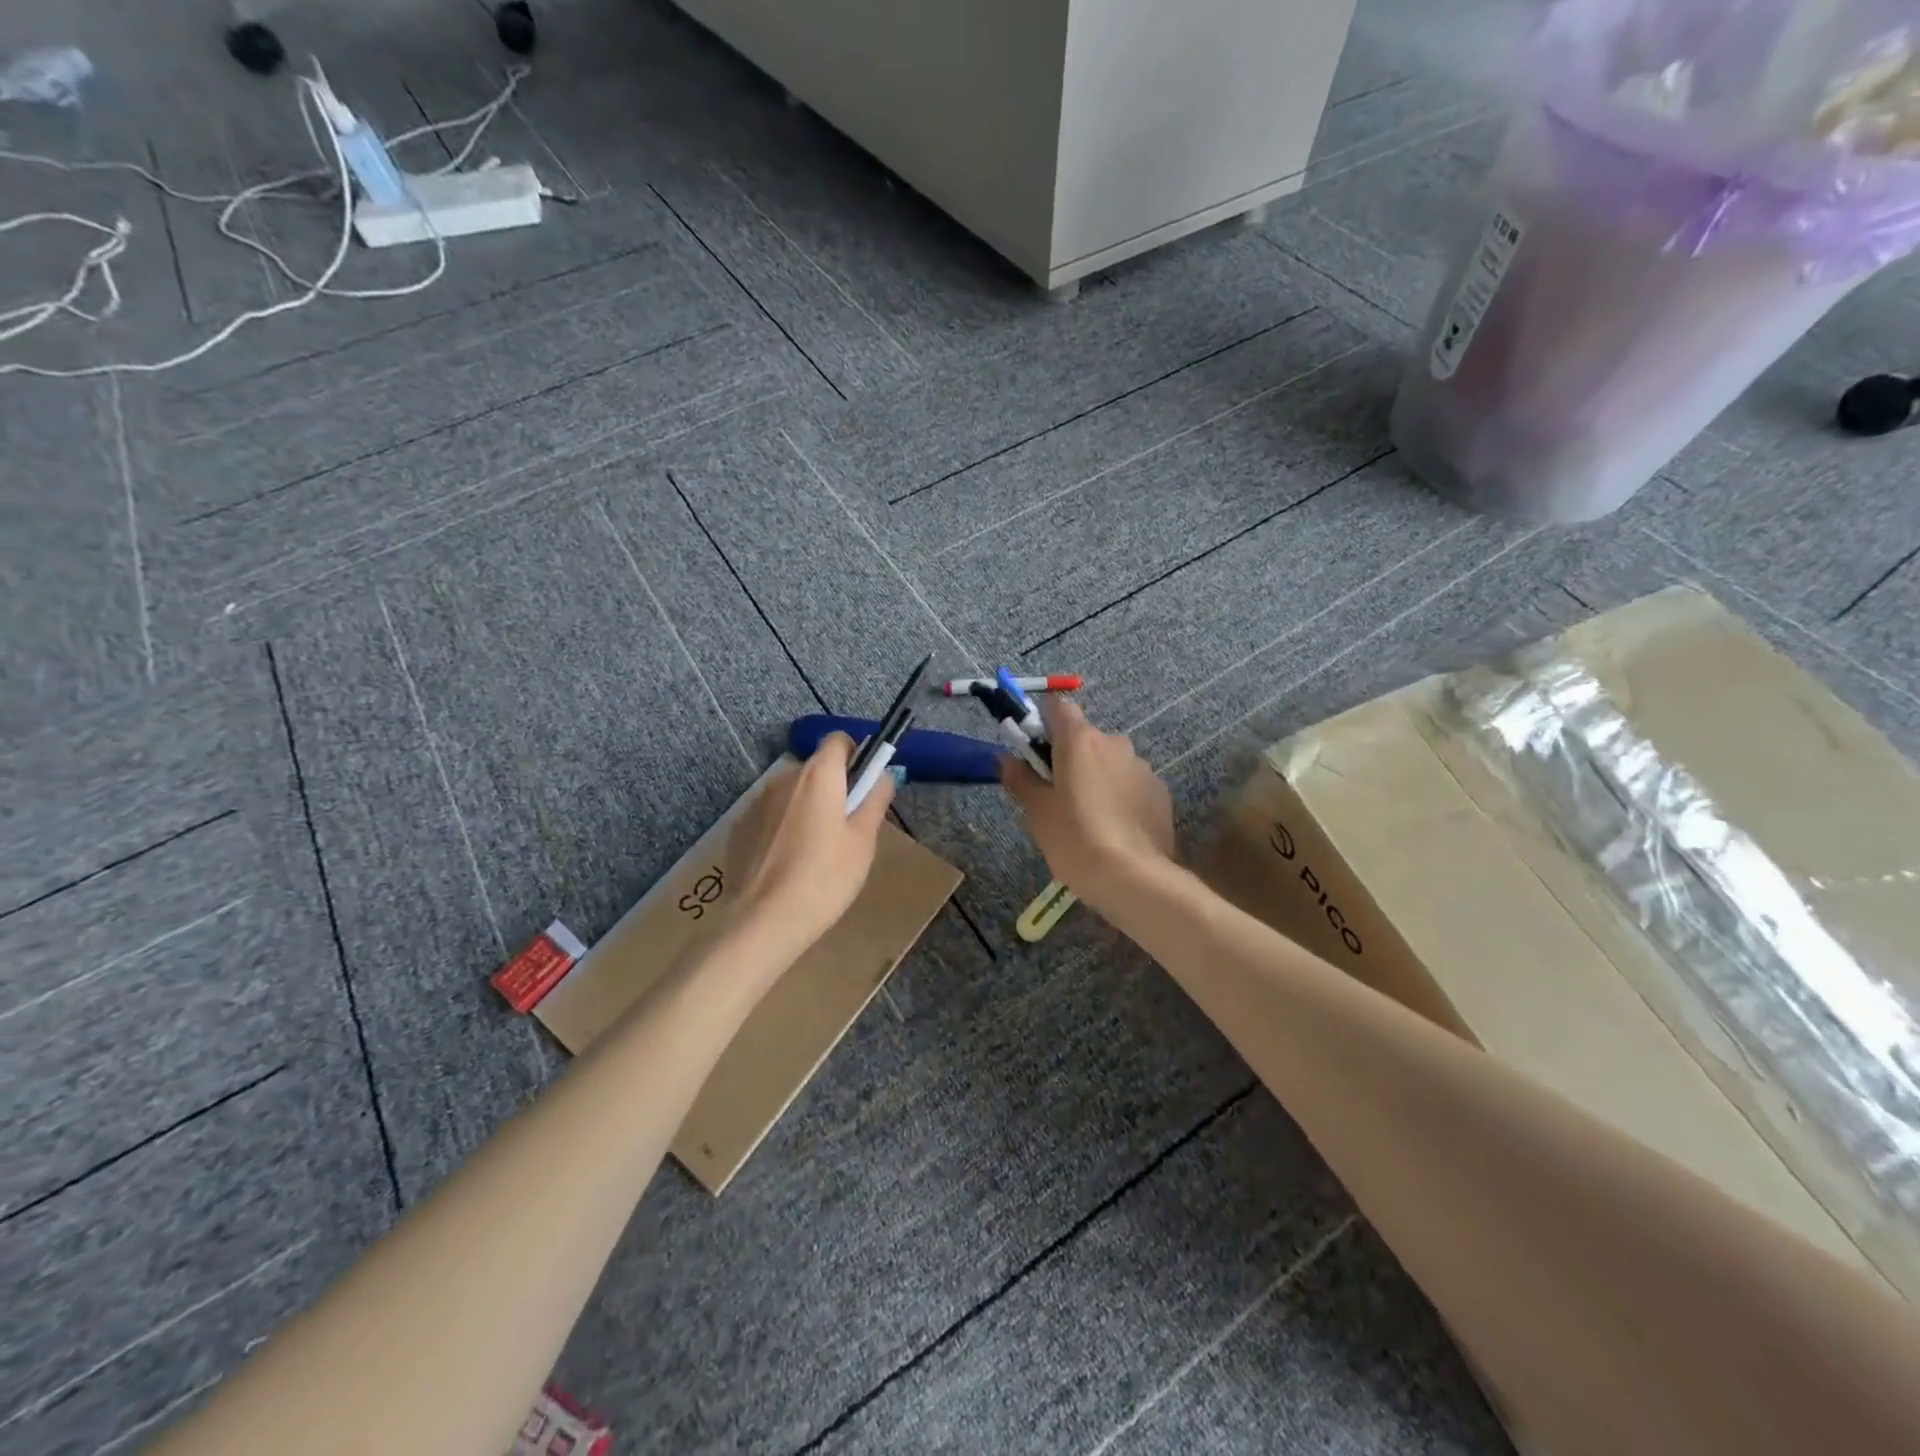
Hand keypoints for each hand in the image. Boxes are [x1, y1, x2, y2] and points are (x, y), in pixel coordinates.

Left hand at [728, 734, 892, 953]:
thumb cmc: (825, 878)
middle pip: (815, 769)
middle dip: (832, 788)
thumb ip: (875, 800)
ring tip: (815, 852)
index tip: (864, 784)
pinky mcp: (739, 828)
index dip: (855, 755)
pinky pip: (770, 816)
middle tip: (846, 828)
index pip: (837, 740)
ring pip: (791, 794)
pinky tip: (787, 864)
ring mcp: (756, 803)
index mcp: (818, 776)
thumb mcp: (863, 841)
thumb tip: (883, 775)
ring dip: (806, 808)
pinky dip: (782, 827)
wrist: (764, 921)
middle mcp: (783, 779)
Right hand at [1000, 698, 1174, 909]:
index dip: (1043, 722)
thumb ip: (1020, 779)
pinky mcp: (1161, 792)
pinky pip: (1132, 784)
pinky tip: (1114, 828)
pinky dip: (1121, 796)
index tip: (1034, 750)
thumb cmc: (1074, 838)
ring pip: (1111, 762)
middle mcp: (1115, 743)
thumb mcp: (1037, 812)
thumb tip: (1007, 759)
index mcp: (1080, 740)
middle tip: (1057, 794)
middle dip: (1070, 758)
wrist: (1132, 878)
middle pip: (1085, 738)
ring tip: (1089, 817)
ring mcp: (1142, 767)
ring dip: (1098, 777)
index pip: (1058, 707)